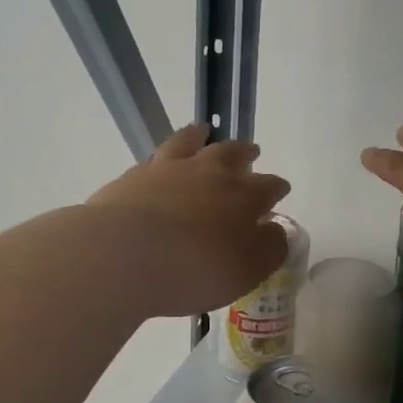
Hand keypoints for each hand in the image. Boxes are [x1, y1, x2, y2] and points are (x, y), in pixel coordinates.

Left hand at [86, 122, 291, 317]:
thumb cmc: (195, 270)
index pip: (268, 186)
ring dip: (201, 136)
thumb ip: (269, 248)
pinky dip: (165, 155)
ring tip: (204, 131)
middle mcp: (209, 173)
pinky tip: (161, 161)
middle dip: (245, 154)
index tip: (280, 190)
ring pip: (190, 142)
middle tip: (251, 152)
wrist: (123, 256)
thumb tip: (275, 229)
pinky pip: (156, 156)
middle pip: (233, 154)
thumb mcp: (247, 271)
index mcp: (243, 196)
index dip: (276, 188)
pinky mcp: (134, 176)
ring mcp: (169, 169)